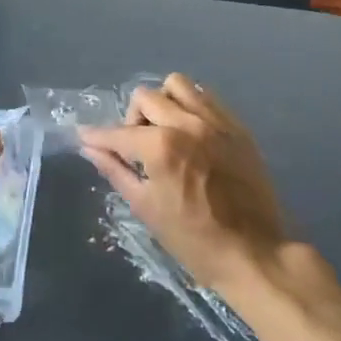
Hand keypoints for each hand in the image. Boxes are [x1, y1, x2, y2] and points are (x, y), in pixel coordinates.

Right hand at [79, 74, 288, 292]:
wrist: (254, 255)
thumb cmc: (194, 240)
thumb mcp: (146, 208)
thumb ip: (116, 170)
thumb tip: (90, 148)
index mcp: (161, 147)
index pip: (119, 133)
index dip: (98, 136)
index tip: (85, 136)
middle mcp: (186, 123)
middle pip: (146, 97)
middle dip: (133, 119)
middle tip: (137, 147)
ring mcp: (215, 121)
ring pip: (177, 85)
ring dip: (164, 102)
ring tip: (166, 131)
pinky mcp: (237, 126)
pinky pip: (207, 97)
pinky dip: (192, 106)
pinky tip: (192, 132)